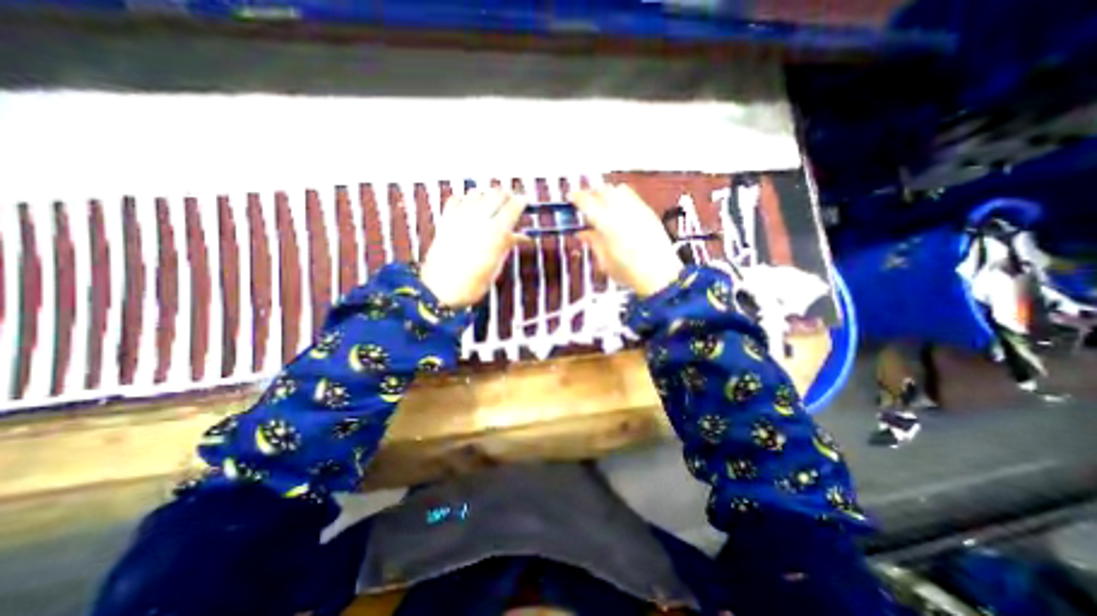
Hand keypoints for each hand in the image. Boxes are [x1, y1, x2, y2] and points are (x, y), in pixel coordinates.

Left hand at [421, 188, 525, 306]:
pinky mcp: (445, 220)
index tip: (525, 201)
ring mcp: (459, 218)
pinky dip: (465, 200)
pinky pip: (455, 199)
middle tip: (510, 203)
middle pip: (496, 194)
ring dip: (486, 196)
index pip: (512, 206)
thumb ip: (507, 246)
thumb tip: (521, 237)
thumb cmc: (473, 284)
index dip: (521, 201)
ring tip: (491, 206)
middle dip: (506, 196)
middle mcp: (478, 219)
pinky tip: (469, 208)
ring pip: (476, 193)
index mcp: (495, 233)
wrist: (439, 290)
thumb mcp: (496, 267)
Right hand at [571, 182, 682, 296]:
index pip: (587, 201)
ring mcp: (637, 209)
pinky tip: (619, 210)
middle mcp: (622, 211)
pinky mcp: (648, 212)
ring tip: (602, 204)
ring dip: (606, 193)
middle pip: (602, 190)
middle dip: (590, 193)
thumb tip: (584, 234)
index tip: (571, 198)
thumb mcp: (604, 261)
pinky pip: (632, 196)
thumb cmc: (631, 272)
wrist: (659, 275)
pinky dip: (621, 197)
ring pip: (617, 189)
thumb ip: (593, 243)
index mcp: (606, 224)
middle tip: (584, 202)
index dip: (576, 197)